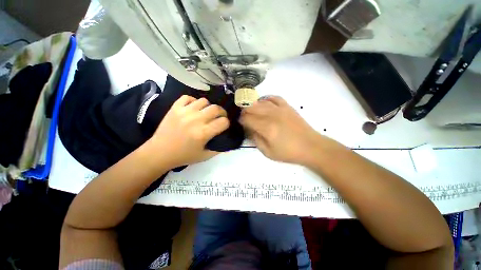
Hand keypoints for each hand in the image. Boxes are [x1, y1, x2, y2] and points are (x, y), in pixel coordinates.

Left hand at [148, 95, 229, 167]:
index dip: (227, 123)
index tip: (224, 126)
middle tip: (219, 117)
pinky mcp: (175, 108)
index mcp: (203, 133)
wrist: (159, 152)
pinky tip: (193, 108)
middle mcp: (196, 120)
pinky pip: (188, 97)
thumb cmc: (183, 156)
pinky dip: (193, 101)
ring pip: (204, 101)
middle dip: (221, 113)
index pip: (223, 122)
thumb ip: (218, 149)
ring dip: (208, 107)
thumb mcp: (204, 156)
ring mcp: (184, 112)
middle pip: (216, 108)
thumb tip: (227, 140)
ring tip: (205, 113)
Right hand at [239, 96, 320, 164]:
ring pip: (260, 102)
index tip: (240, 123)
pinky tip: (264, 104)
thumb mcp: (267, 152)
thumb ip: (255, 139)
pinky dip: (266, 99)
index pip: (247, 118)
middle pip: (251, 107)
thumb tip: (249, 129)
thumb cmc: (288, 152)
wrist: (310, 146)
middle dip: (244, 111)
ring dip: (253, 105)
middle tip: (244, 118)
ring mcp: (280, 108)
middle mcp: (271, 115)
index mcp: (266, 127)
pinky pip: (273, 98)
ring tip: (252, 111)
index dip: (241, 120)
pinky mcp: (287, 106)